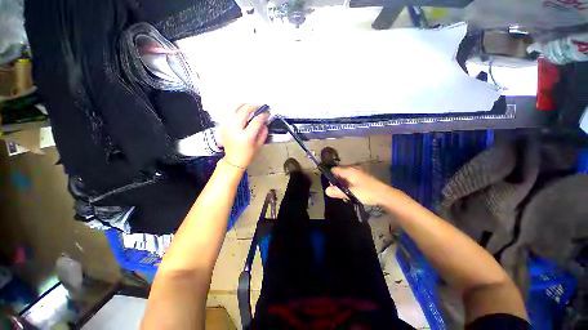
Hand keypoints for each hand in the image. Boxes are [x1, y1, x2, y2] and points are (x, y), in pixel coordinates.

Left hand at [221, 104, 268, 168]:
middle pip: (245, 110)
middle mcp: (235, 129)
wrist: (233, 160)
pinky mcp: (224, 125)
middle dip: (254, 106)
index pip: (256, 120)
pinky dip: (236, 109)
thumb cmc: (246, 155)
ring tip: (250, 105)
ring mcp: (227, 126)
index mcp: (246, 136)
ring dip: (244, 104)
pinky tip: (242, 110)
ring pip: (234, 108)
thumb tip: (264, 122)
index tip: (266, 113)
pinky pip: (230, 112)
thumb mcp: (259, 145)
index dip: (263, 115)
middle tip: (260, 106)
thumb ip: (263, 132)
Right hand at [325, 166, 393, 204]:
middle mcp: (352, 169)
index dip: (330, 176)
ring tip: (342, 193)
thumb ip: (338, 191)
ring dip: (341, 184)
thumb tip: (326, 190)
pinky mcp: (360, 177)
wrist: (384, 195)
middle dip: (336, 181)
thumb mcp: (351, 193)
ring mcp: (357, 172)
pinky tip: (349, 192)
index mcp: (349, 170)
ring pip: (344, 176)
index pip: (334, 169)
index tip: (330, 186)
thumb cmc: (367, 192)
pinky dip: (347, 184)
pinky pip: (349, 178)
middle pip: (339, 172)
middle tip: (336, 191)